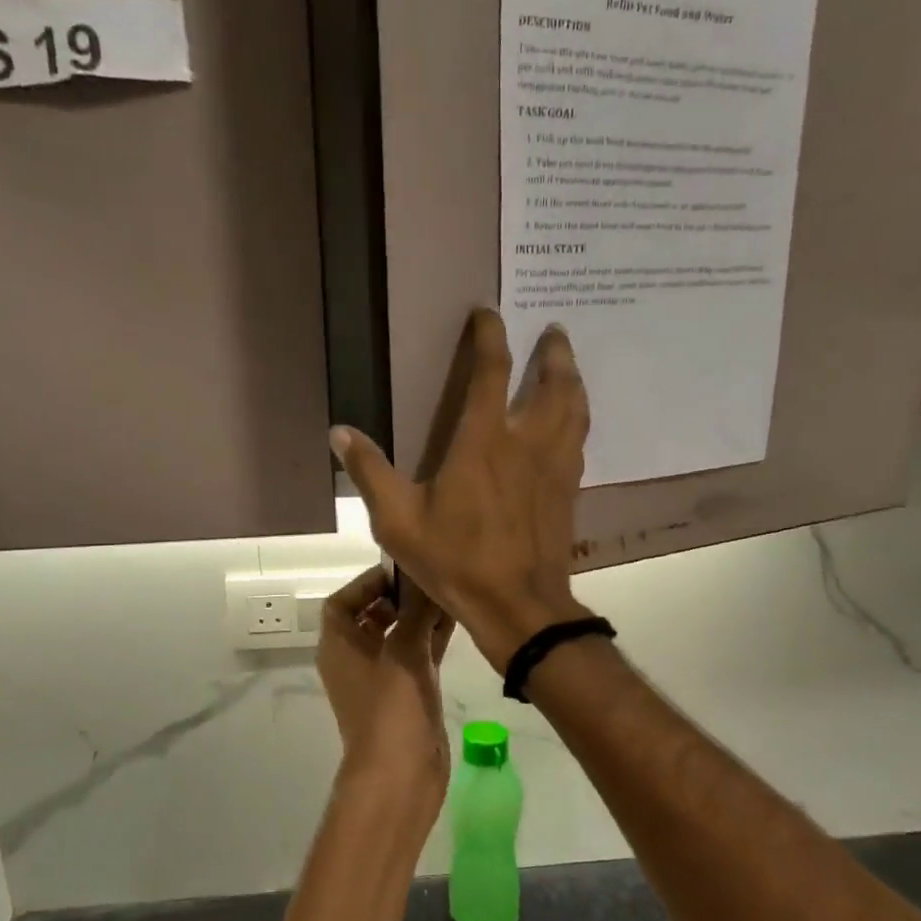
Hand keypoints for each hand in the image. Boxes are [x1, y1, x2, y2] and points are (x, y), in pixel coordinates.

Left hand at [316, 568, 454, 820]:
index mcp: (339, 646)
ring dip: (420, 615)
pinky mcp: (407, 691)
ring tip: (450, 592)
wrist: (400, 775)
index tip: (401, 569)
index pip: (342, 602)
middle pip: (372, 615)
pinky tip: (458, 619)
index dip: (367, 582)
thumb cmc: (391, 709)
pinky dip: (432, 637)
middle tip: (431, 578)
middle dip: (399, 596)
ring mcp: (383, 676)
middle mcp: (356, 658)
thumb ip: (415, 612)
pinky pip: (417, 653)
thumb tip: (424, 577)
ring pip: (399, 634)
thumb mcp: (402, 653)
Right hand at [330, 310, 590, 672]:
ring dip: (573, 380)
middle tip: (553, 331)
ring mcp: (555, 466)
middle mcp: (526, 443)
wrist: (519, 607)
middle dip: (553, 352)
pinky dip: (578, 418)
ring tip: (569, 366)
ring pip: (575, 409)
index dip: (490, 336)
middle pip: (553, 382)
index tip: (489, 313)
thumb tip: (340, 432)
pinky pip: (580, 440)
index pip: (491, 372)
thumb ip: (371, 473)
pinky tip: (573, 423)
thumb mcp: (398, 521)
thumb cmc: (456, 562)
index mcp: (483, 442)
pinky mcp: (569, 491)